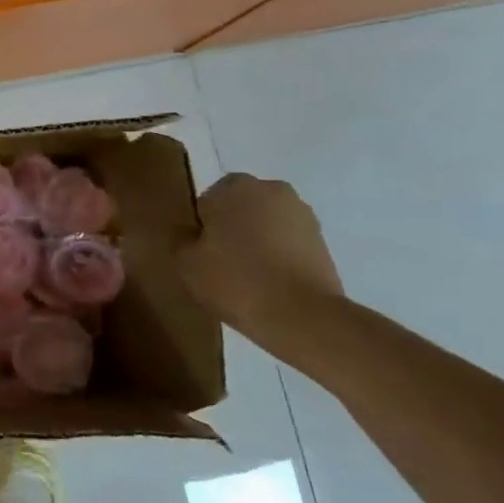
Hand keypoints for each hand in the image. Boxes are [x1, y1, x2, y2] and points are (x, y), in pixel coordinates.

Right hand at [178, 174, 343, 339]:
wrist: (302, 316)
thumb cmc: (235, 281)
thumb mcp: (185, 262)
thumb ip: (180, 238)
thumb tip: (189, 232)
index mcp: (234, 186)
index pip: (206, 201)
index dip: (201, 227)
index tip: (201, 253)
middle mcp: (271, 189)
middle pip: (239, 208)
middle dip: (230, 228)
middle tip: (220, 263)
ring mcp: (302, 214)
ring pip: (265, 224)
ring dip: (256, 241)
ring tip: (248, 277)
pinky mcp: (323, 240)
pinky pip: (287, 241)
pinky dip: (278, 255)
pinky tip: (271, 283)